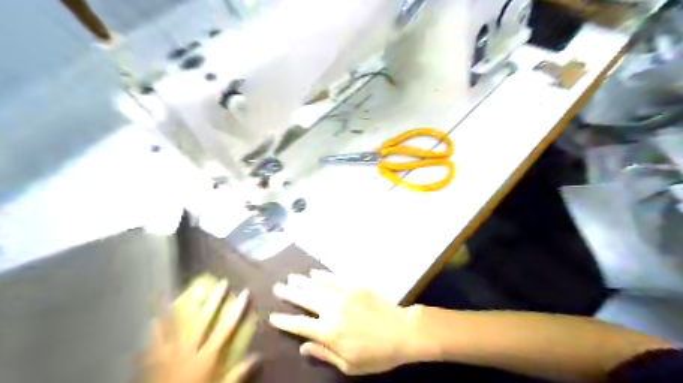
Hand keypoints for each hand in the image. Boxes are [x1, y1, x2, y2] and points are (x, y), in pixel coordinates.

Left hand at [137, 280, 257, 381]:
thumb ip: (238, 372)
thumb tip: (259, 356)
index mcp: (207, 356)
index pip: (226, 327)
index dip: (237, 309)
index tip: (245, 292)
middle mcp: (190, 348)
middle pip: (204, 319)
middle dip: (215, 299)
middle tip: (224, 282)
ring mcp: (171, 351)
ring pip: (180, 323)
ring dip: (187, 305)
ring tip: (193, 288)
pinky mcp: (155, 358)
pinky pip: (155, 338)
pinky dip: (156, 327)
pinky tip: (155, 315)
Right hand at [266, 271, 415, 374]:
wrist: (402, 331)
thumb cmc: (377, 354)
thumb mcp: (349, 364)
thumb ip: (324, 353)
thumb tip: (302, 346)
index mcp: (329, 332)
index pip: (299, 325)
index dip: (284, 321)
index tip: (272, 316)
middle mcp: (332, 310)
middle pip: (304, 299)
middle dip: (289, 293)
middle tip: (277, 287)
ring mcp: (343, 295)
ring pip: (316, 286)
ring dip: (302, 281)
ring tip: (290, 277)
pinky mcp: (355, 285)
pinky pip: (334, 278)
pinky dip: (322, 274)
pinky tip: (313, 272)